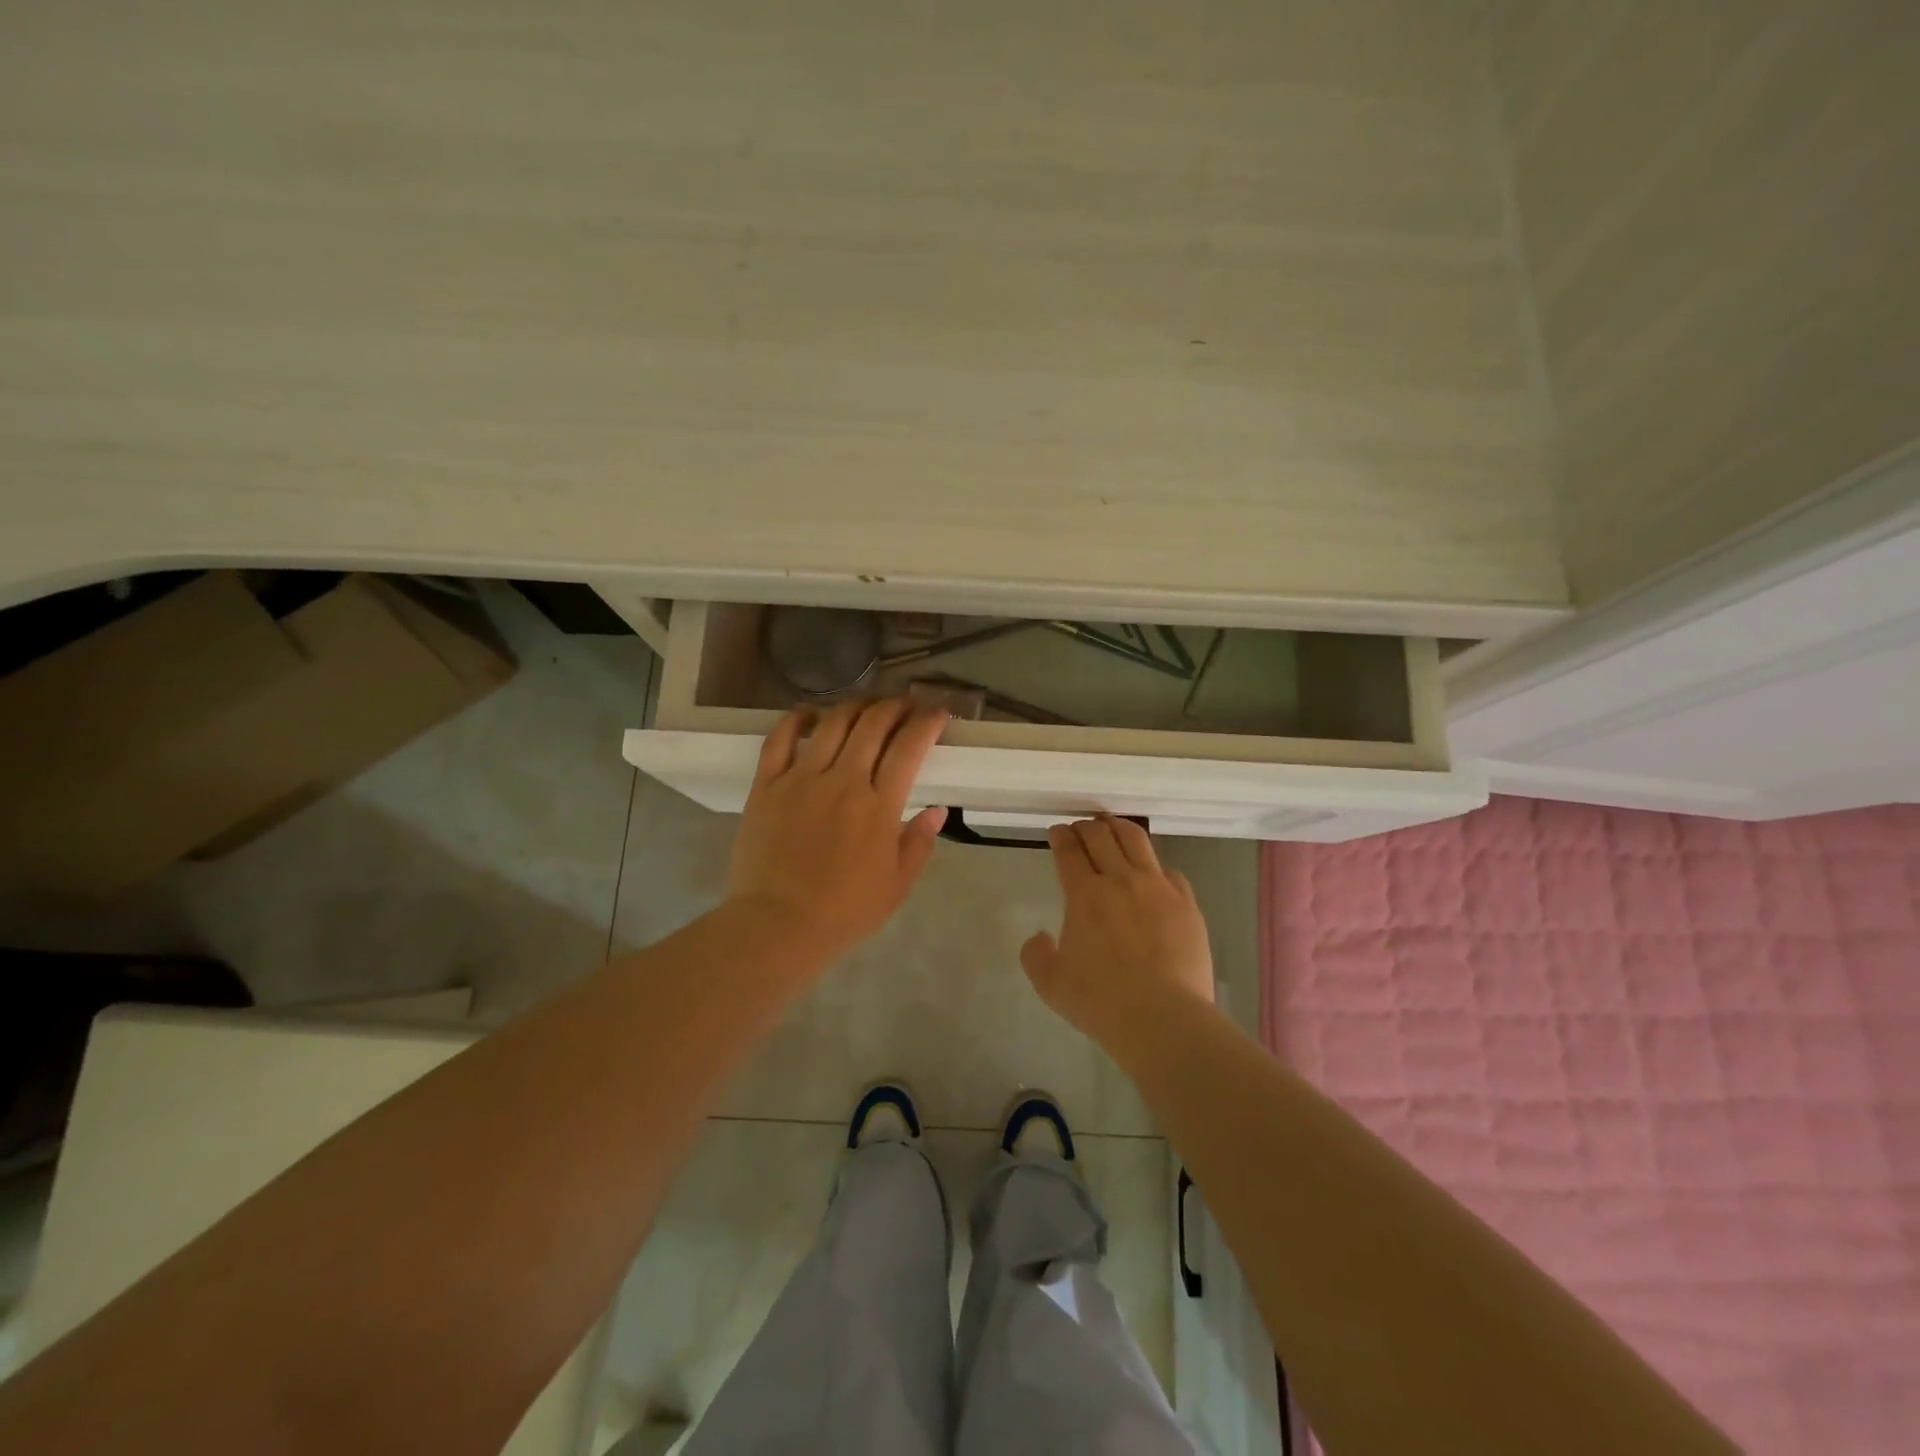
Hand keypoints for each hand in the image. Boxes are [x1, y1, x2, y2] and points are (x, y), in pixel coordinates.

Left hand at [724, 698, 948, 962]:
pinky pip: (779, 739)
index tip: (938, 713)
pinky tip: (809, 713)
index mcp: (878, 806)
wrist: (777, 926)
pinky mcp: (766, 785)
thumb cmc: (844, 911)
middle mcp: (842, 780)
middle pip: (873, 724)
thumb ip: (919, 843)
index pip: (909, 747)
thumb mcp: (897, 886)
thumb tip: (936, 809)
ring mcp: (800, 778)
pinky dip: (796, 718)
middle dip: (895, 706)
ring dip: (855, 705)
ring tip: (867, 705)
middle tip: (905, 706)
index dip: (927, 722)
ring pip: (832, 723)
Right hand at [1021, 816, 1214, 1056]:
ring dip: (1119, 828)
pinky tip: (1153, 872)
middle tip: (1080, 828)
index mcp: (1084, 894)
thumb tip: (1041, 936)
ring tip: (1113, 827)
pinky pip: (1170, 871)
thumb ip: (1036, 955)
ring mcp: (1157, 888)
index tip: (1057, 831)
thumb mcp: (1050, 985)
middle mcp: (1120, 880)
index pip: (1069, 850)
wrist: (1163, 1018)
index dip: (1060, 835)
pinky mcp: (1186, 903)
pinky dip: (1155, 865)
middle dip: (1086, 826)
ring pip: (1137, 841)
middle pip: (1100, 836)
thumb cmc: (1101, 1002)